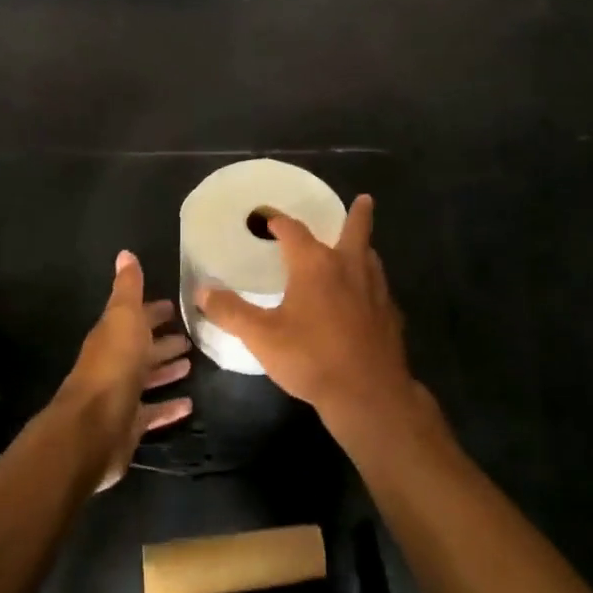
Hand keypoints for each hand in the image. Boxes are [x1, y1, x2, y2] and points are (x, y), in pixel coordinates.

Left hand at [62, 251, 193, 488]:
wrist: (93, 429)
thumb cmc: (113, 367)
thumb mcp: (123, 319)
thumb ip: (128, 289)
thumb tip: (125, 253)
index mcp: (112, 336)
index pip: (134, 318)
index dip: (152, 311)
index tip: (175, 306)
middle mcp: (114, 364)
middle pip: (141, 348)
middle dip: (163, 340)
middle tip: (191, 336)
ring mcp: (121, 396)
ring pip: (147, 379)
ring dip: (166, 370)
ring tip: (191, 364)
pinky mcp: (129, 425)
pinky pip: (153, 412)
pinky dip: (169, 407)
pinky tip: (190, 405)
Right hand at [197, 195, 441, 455]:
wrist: (367, 392)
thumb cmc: (311, 358)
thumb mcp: (261, 336)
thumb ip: (231, 312)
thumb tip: (202, 291)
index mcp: (315, 264)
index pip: (294, 230)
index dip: (278, 221)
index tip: (267, 218)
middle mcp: (349, 267)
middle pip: (355, 230)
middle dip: (358, 214)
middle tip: (365, 199)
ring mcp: (375, 290)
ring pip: (370, 258)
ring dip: (363, 247)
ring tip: (360, 247)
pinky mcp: (390, 315)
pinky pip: (379, 287)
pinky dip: (370, 282)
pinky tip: (365, 298)